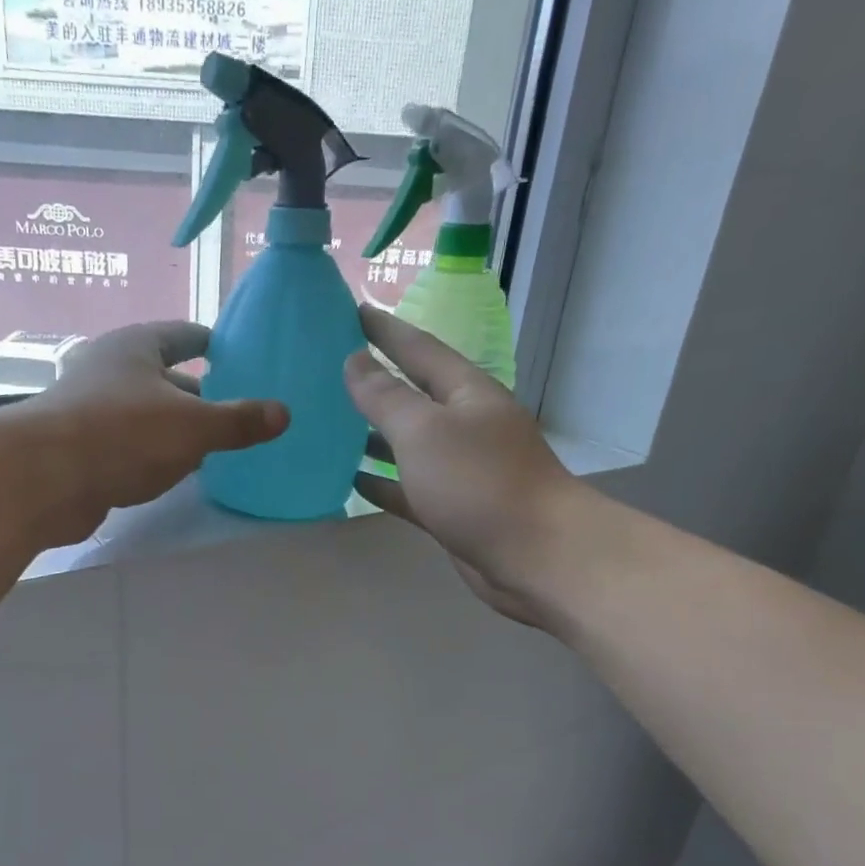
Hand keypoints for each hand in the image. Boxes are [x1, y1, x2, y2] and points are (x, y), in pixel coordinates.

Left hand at [25, 321, 288, 543]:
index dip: (207, 342)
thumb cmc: (123, 434)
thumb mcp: (193, 426)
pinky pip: (126, 443)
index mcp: (135, 347)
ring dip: (171, 425)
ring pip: (142, 412)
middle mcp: (108, 370)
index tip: (229, 351)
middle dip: (194, 391)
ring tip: (207, 443)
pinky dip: (150, 452)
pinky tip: (170, 471)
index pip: (180, 335)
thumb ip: (238, 421)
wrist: (44, 478)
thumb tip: (283, 413)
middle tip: (229, 406)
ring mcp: (89, 409)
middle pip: (160, 375)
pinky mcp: (78, 448)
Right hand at [345, 306, 576, 626]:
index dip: (384, 330)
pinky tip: (350, 479)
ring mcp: (460, 469)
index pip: (418, 349)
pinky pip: (408, 487)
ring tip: (330, 424)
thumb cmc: (478, 482)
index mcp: (465, 393)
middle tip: (330, 368)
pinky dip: (382, 481)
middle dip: (375, 381)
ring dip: (373, 434)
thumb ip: (385, 397)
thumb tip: (355, 361)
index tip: (350, 310)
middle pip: (413, 395)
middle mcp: (465, 425)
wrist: (534, 554)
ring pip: (408, 444)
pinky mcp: (452, 508)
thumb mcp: (424, 431)